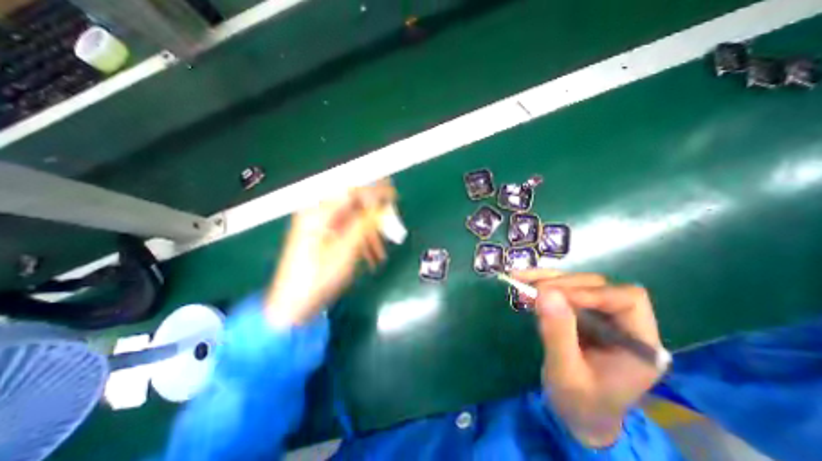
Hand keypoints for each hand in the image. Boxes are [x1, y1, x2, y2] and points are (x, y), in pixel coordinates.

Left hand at [265, 180, 396, 326]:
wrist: (294, 304)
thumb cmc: (319, 278)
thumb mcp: (346, 250)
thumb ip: (364, 223)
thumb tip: (381, 203)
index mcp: (319, 212)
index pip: (351, 190)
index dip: (374, 191)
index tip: (393, 196)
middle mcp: (318, 213)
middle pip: (354, 203)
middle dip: (375, 214)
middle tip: (391, 225)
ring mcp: (321, 225)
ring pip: (353, 219)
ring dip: (370, 232)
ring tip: (381, 251)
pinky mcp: (324, 235)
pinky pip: (348, 230)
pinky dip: (362, 240)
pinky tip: (371, 255)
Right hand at [511, 271, 665, 446]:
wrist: (576, 415)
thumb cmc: (579, 403)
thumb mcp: (566, 373)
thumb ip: (558, 334)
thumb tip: (545, 292)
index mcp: (639, 343)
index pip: (627, 300)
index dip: (591, 292)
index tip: (554, 295)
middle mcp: (623, 323)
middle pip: (598, 286)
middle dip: (562, 284)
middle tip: (531, 289)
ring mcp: (599, 316)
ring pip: (577, 283)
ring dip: (547, 279)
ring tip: (520, 279)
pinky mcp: (580, 313)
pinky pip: (562, 291)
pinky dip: (541, 285)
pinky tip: (523, 283)